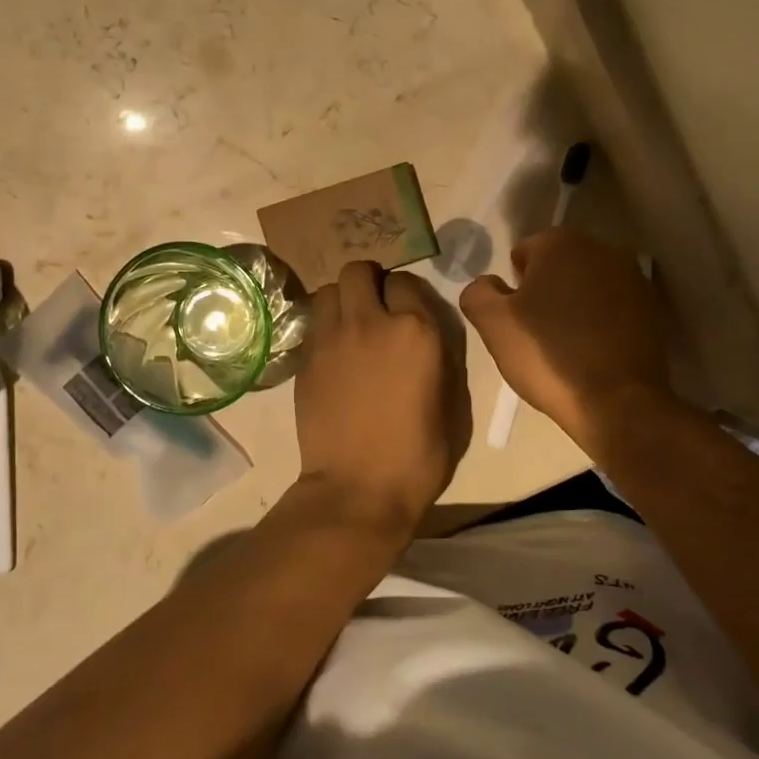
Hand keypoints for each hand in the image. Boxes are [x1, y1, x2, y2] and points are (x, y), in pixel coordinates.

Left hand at [293, 262, 465, 533]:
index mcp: (416, 331)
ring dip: (341, 300)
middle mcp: (371, 322)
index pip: (407, 283)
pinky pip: (314, 323)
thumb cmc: (418, 456)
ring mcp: (332, 338)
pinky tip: (335, 353)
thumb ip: (442, 358)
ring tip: (351, 325)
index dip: (408, 297)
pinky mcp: (305, 359)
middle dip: (369, 282)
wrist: (358, 488)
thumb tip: (428, 339)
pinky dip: (325, 327)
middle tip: (376, 308)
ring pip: (329, 289)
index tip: (409, 315)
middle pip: (359, 270)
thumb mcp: (452, 406)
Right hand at [461, 228, 668, 450]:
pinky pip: (613, 309)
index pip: (523, 253)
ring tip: (565, 346)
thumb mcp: (493, 324)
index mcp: (561, 243)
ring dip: (574, 306)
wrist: (616, 402)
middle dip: (545, 291)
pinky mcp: (653, 310)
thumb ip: (478, 293)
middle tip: (535, 333)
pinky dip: (601, 323)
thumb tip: (487, 284)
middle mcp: (602, 249)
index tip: (514, 319)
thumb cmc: (547, 355)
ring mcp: (634, 279)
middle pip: (559, 266)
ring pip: (588, 287)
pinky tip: (592, 353)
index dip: (513, 287)